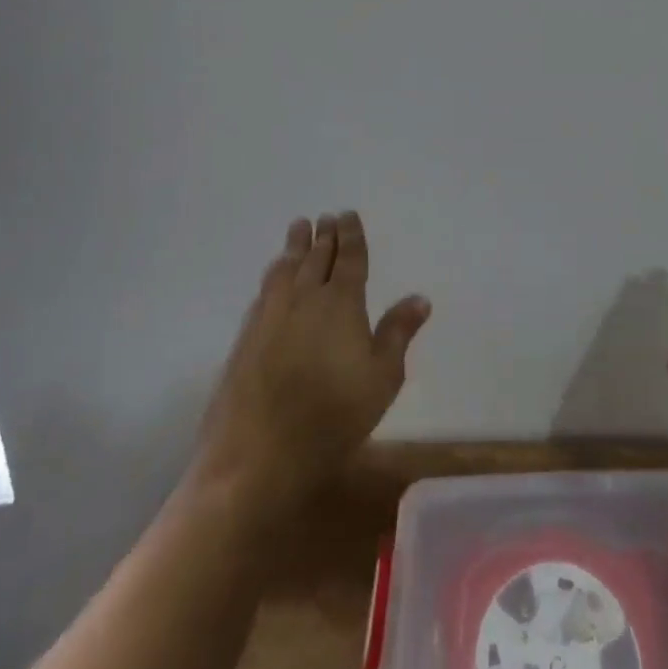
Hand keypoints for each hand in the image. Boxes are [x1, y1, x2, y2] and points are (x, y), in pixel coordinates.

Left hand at [191, 213, 430, 509]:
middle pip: (316, 256)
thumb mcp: (382, 379)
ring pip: (286, 266)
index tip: (348, 215)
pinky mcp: (247, 334)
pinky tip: (274, 275)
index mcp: (341, 301)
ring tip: (299, 228)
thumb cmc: (332, 417)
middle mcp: (305, 296)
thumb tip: (420, 298)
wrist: (258, 453)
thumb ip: (398, 333)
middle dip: (324, 235)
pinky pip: (266, 288)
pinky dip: (275, 272)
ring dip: (295, 245)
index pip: (349, 258)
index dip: (350, 235)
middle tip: (326, 218)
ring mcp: (271, 313)